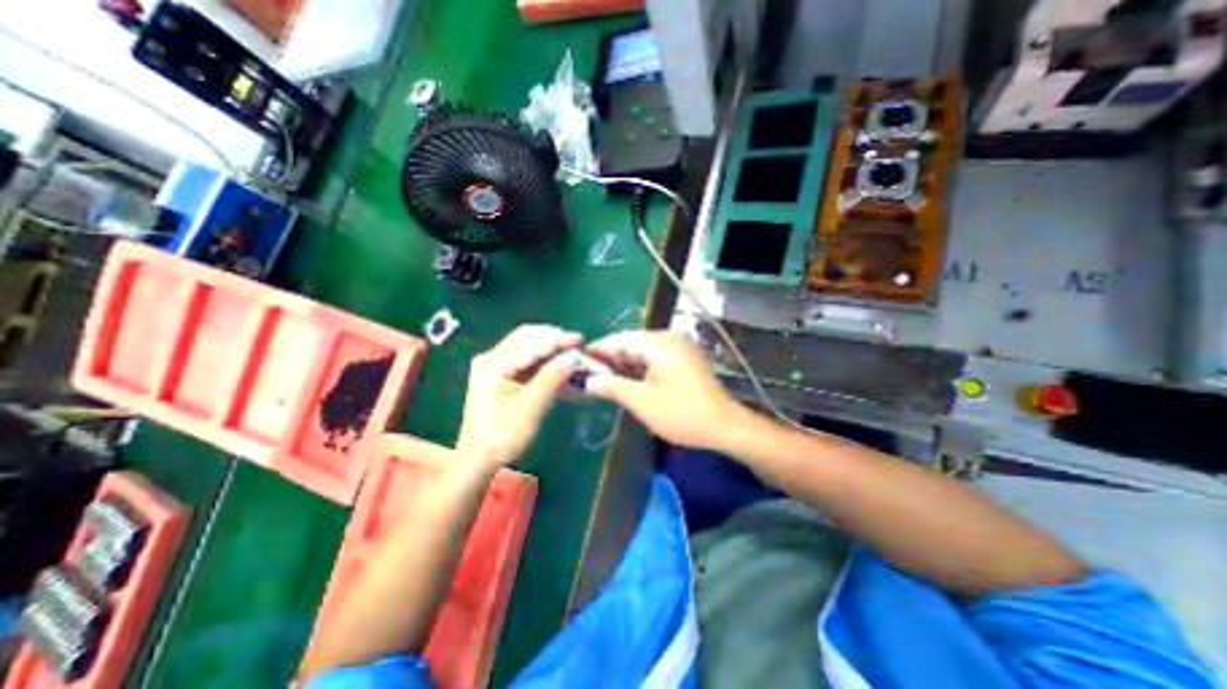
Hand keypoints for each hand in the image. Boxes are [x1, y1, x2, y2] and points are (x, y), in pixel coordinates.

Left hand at [456, 325, 580, 470]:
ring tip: (570, 352)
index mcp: (493, 364)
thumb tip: (574, 357)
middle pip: (527, 338)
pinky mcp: (500, 376)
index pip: (531, 344)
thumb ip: (551, 378)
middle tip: (577, 344)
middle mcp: (491, 358)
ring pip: (527, 347)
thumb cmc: (502, 436)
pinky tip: (557, 364)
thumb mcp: (530, 408)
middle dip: (553, 339)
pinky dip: (543, 360)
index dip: (557, 340)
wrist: (479, 461)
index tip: (581, 339)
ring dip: (549, 348)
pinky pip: (525, 360)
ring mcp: (494, 366)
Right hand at [583, 329, 748, 449]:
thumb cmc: (681, 413)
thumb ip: (612, 386)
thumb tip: (587, 380)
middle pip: (630, 343)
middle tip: (588, 375)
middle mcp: (668, 339)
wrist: (725, 426)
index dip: (596, 351)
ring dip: (623, 365)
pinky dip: (639, 368)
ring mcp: (678, 348)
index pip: (618, 339)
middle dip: (609, 359)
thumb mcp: (641, 401)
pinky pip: (654, 359)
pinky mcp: (683, 360)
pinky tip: (628, 382)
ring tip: (603, 380)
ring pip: (642, 351)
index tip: (577, 362)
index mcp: (657, 343)